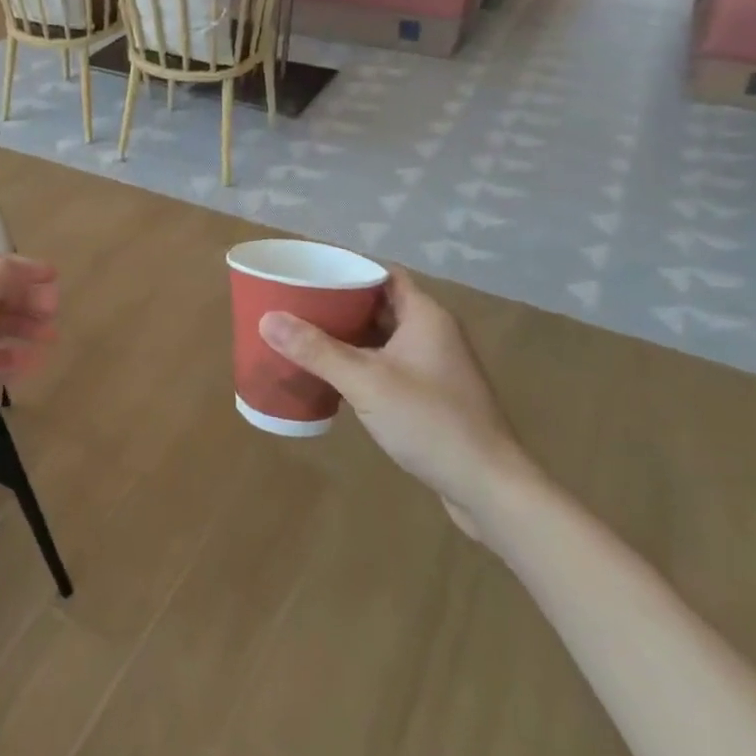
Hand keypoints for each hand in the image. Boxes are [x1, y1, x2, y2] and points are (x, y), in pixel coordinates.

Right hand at [259, 268, 531, 536]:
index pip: (382, 275)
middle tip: (294, 305)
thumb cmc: (429, 422)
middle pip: (380, 304)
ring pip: (383, 337)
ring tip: (302, 335)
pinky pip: (387, 364)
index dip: (347, 270)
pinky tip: (330, 375)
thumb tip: (267, 318)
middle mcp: (433, 333)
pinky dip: (359, 363)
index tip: (307, 274)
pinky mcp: (430, 394)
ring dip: (347, 335)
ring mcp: (433, 366)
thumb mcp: (366, 382)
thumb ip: (316, 350)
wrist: (487, 486)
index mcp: (425, 316)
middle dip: (338, 304)